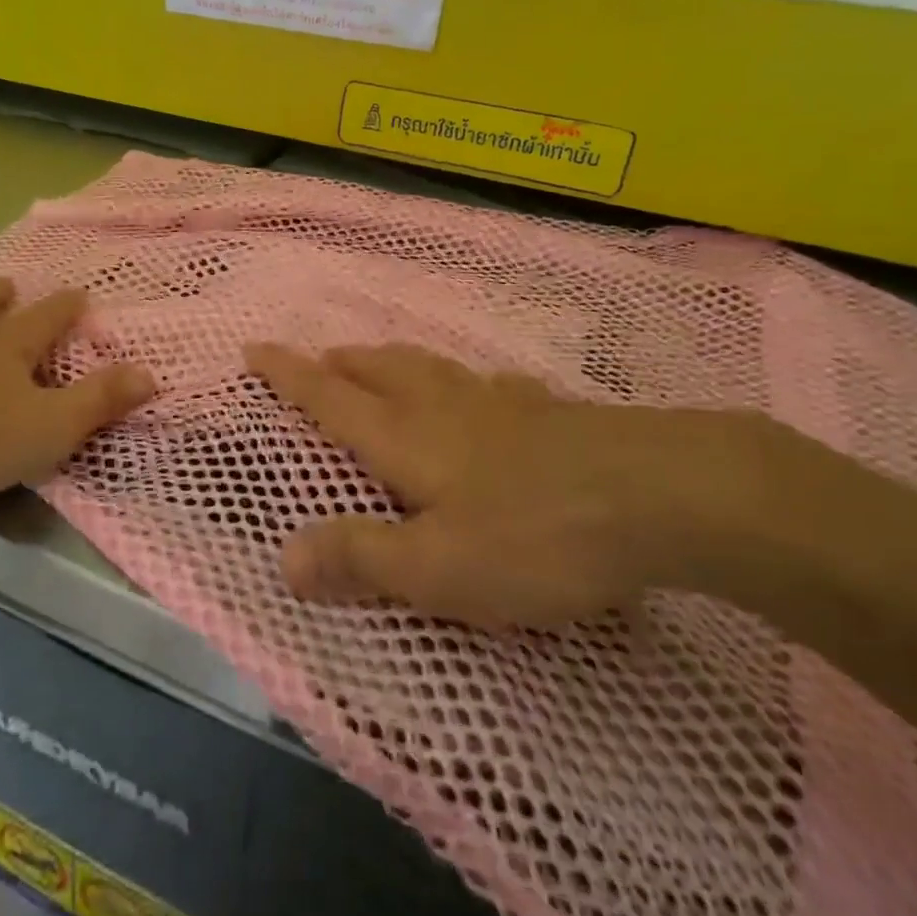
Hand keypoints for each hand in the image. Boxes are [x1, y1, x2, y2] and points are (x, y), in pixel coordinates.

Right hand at [246, 343, 787, 627]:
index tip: (255, 346)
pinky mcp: (548, 412)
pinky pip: (488, 384)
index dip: (287, 374)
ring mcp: (499, 402)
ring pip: (430, 368)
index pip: (328, 398)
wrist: (661, 495)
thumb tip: (283, 559)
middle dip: (340, 362)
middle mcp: (443, 407)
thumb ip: (361, 559)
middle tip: (319, 357)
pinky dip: (464, 381)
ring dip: (393, 361)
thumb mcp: (437, 569)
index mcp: (405, 438)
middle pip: (378, 370)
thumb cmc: (535, 536)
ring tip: (380, 361)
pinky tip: (484, 391)